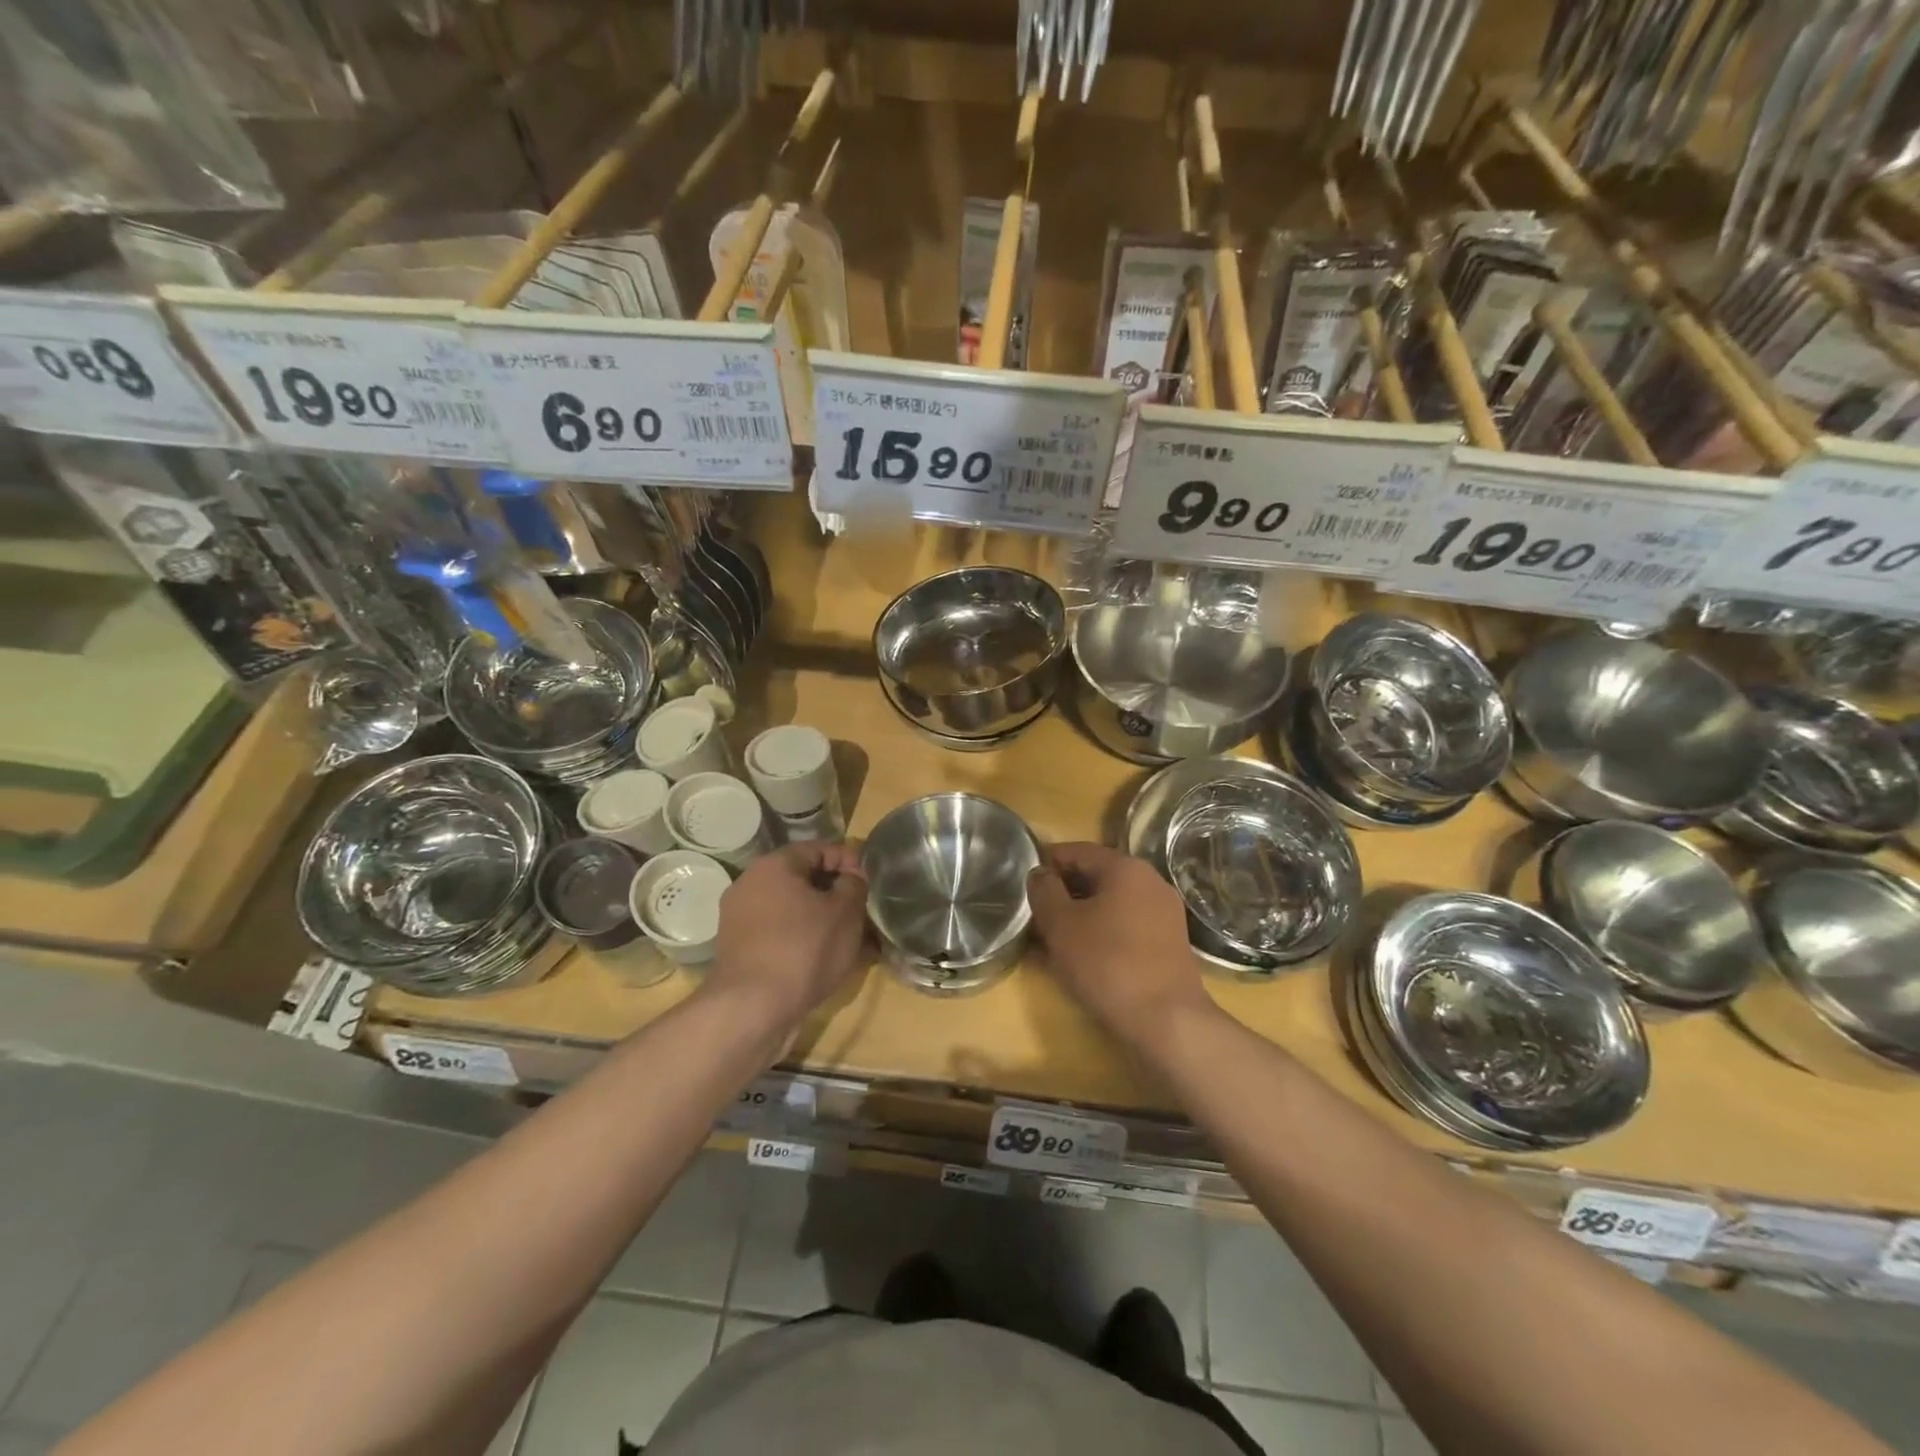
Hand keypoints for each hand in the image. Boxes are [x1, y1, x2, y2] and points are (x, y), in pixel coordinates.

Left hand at [708, 843, 868, 1032]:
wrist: (752, 1010)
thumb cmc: (803, 949)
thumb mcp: (844, 912)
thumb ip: (854, 885)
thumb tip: (853, 877)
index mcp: (773, 866)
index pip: (819, 849)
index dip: (850, 861)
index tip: (872, 882)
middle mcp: (750, 885)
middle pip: (803, 880)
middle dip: (837, 893)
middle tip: (864, 911)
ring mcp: (741, 920)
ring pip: (793, 910)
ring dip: (822, 920)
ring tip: (853, 940)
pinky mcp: (740, 951)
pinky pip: (780, 935)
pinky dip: (804, 941)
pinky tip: (827, 961)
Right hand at [1027, 842, 1213, 1047]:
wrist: (1167, 1020)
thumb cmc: (1107, 963)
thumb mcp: (1060, 924)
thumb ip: (1044, 891)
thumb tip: (1040, 873)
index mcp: (1126, 867)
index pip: (1078, 850)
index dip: (1048, 862)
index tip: (1026, 881)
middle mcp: (1151, 880)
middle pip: (1098, 875)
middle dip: (1065, 890)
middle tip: (1037, 912)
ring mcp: (1165, 911)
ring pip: (1113, 902)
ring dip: (1084, 913)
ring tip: (1056, 937)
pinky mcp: (1171, 941)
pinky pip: (1129, 924)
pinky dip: (1105, 930)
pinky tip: (1087, 954)